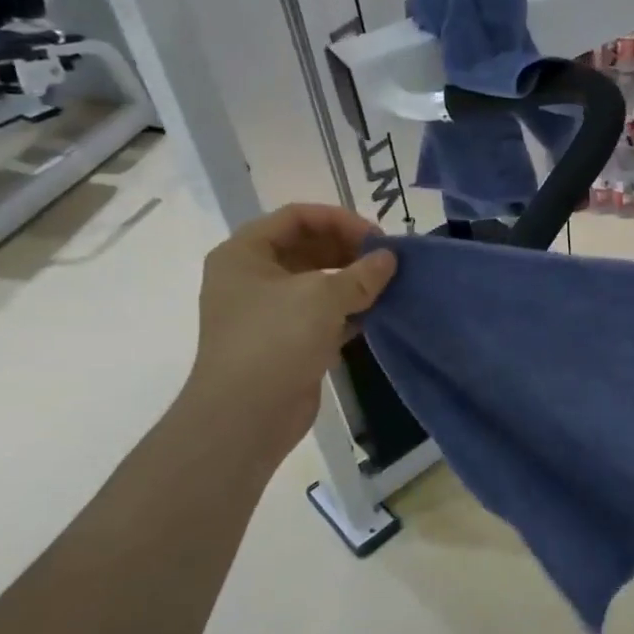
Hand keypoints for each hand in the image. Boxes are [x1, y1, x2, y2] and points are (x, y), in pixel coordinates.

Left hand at [182, 204, 396, 452]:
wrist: (245, 416)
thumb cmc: (275, 340)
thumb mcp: (322, 297)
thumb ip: (361, 274)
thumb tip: (389, 258)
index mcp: (245, 254)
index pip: (296, 217)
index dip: (339, 219)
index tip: (376, 238)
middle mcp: (252, 277)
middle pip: (307, 246)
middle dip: (348, 250)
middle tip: (386, 261)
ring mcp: (267, 311)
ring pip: (316, 281)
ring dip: (351, 280)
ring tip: (387, 285)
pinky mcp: (286, 340)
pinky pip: (321, 313)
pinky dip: (348, 310)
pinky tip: (376, 313)